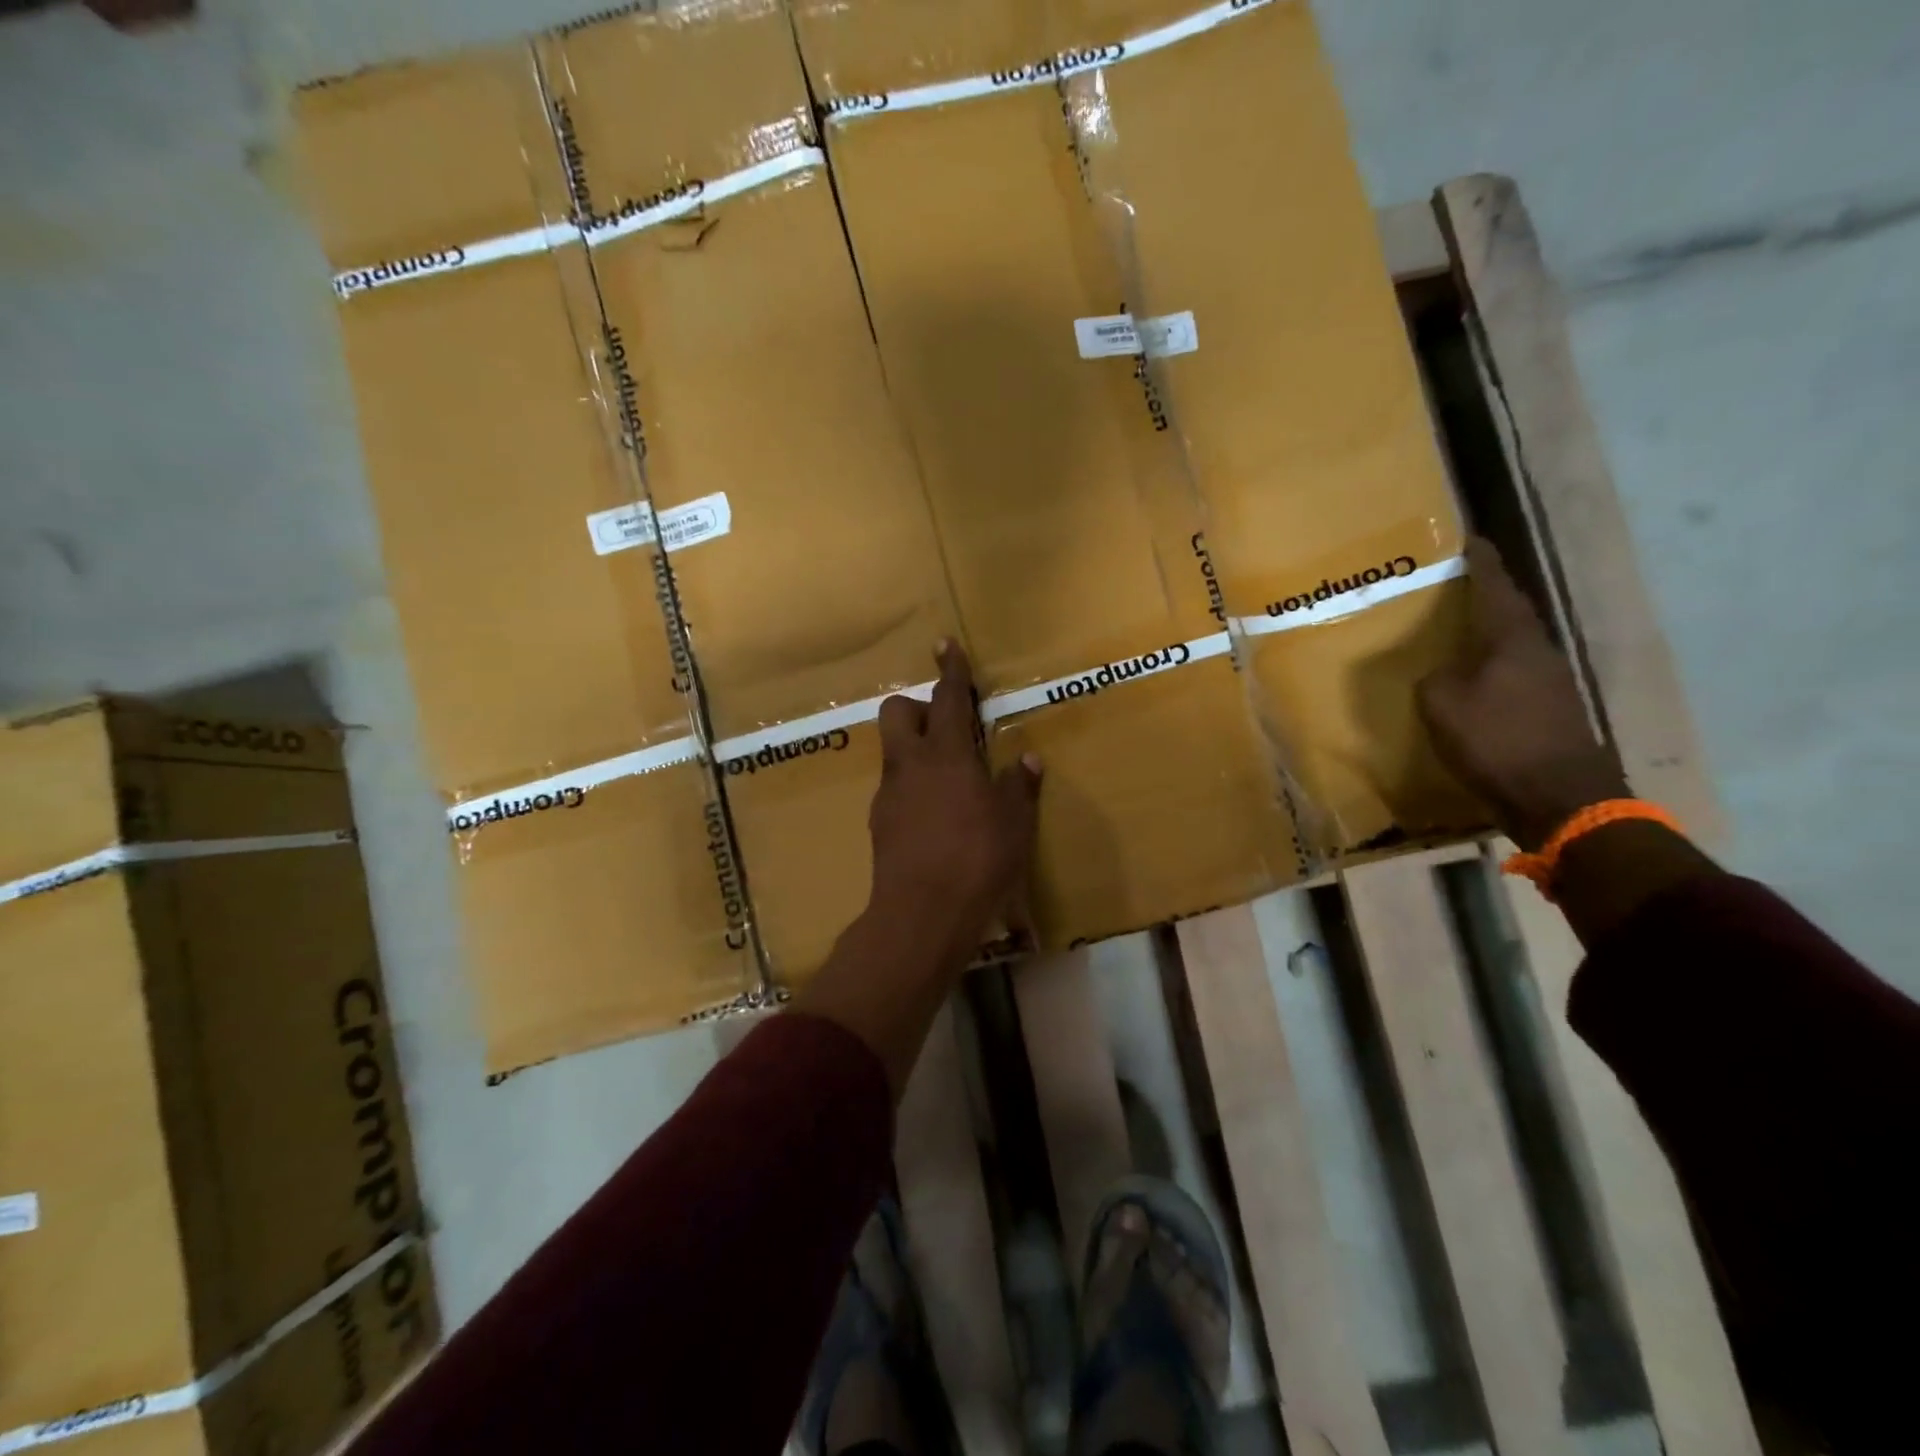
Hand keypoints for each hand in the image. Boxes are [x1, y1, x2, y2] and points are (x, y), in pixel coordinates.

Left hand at [868, 641, 1041, 958]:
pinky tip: (935, 817)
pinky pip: (894, 788)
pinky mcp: (880, 823)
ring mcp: (889, 794)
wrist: (922, 913)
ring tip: (949, 781)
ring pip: (893, 751)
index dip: (950, 670)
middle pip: (896, 711)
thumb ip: (1019, 787)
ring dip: (915, 750)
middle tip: (948, 730)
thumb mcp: (1014, 823)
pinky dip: (912, 787)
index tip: (945, 644)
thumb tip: (1027, 761)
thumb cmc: (977, 859)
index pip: (946, 698)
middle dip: (917, 707)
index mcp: (946, 754)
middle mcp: (910, 764)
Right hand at [1417, 537, 1628, 849]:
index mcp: (1512, 640)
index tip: (1471, 539)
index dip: (1482, 563)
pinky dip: (1493, 670)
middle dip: (1485, 599)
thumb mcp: (1442, 705)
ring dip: (1489, 636)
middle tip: (1454, 588)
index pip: (1496, 588)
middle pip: (1509, 614)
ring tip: (1458, 634)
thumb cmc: (1497, 740)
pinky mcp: (1553, 710)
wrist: (1561, 797)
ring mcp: (1551, 682)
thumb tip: (1443, 673)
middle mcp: (1538, 652)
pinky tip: (1475, 682)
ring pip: (1513, 646)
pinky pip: (1515, 676)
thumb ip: (1436, 678)